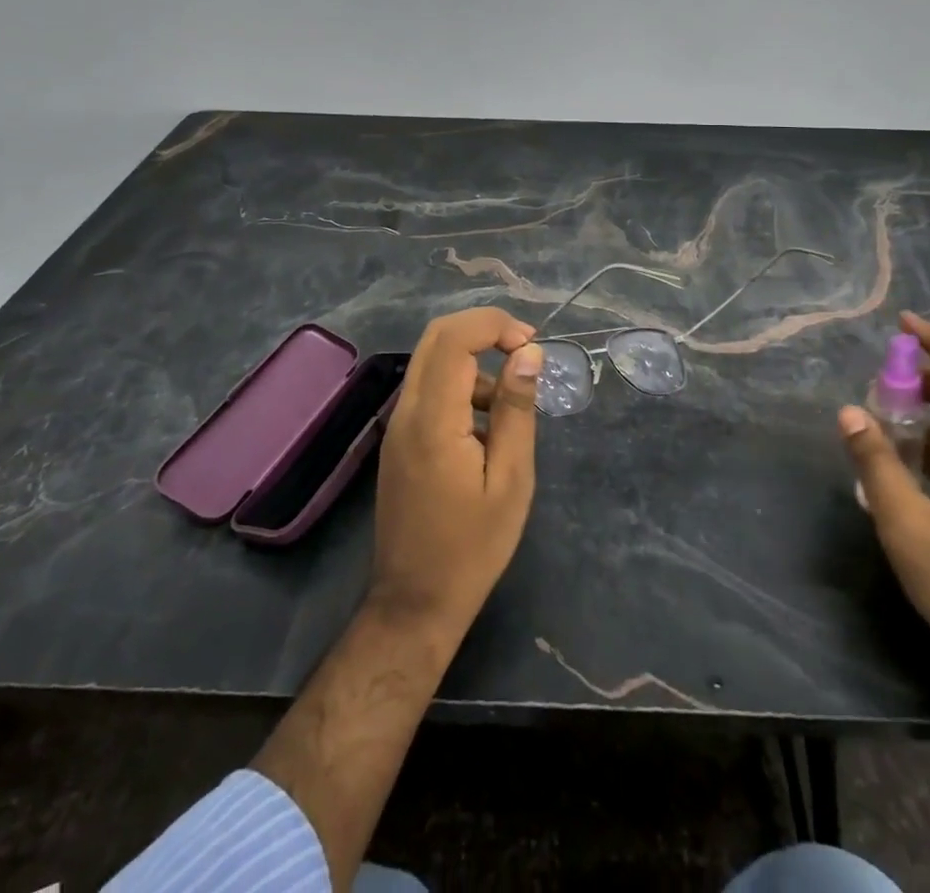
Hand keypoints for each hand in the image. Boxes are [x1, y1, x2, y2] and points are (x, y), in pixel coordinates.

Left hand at [367, 307, 544, 643]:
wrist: (415, 604)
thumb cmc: (473, 548)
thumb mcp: (511, 479)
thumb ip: (516, 410)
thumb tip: (528, 353)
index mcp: (433, 421)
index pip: (454, 339)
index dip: (494, 325)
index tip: (532, 344)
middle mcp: (406, 412)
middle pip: (436, 337)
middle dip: (483, 329)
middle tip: (525, 350)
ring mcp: (397, 426)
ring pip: (431, 361)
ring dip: (474, 360)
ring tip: (513, 401)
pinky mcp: (399, 440)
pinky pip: (429, 389)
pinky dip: (461, 385)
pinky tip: (488, 426)